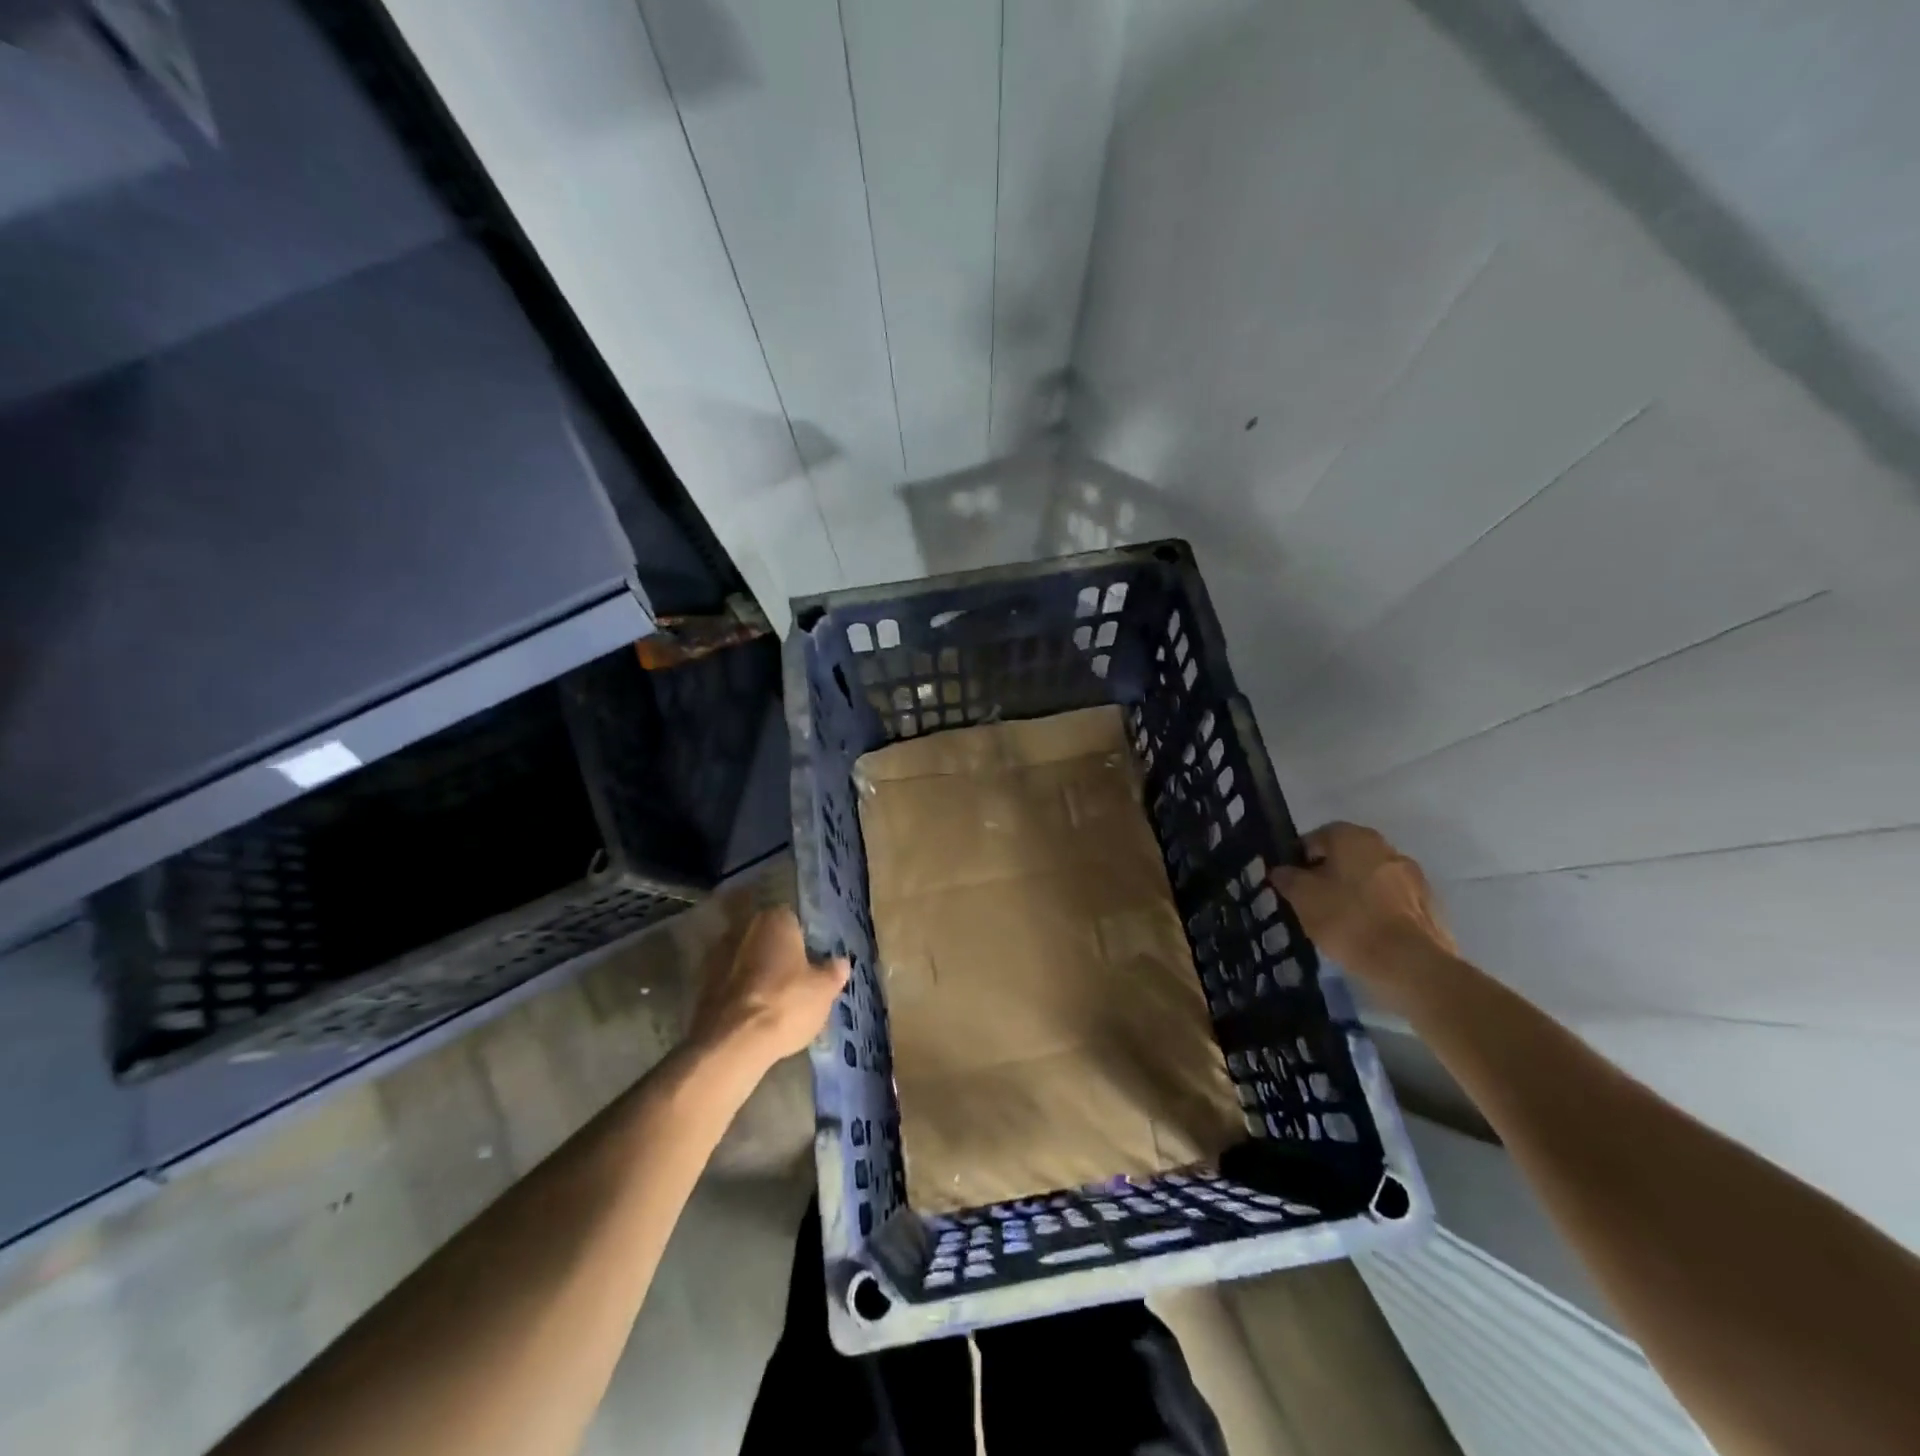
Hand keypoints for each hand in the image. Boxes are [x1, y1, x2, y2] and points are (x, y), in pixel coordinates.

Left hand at [689, 906, 848, 1070]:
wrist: (733, 1042)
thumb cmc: (787, 1003)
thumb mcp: (824, 990)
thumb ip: (833, 971)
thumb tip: (841, 962)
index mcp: (775, 920)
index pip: (792, 918)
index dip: (802, 938)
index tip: (810, 958)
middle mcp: (744, 928)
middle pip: (765, 937)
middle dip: (776, 952)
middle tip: (793, 976)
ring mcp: (717, 955)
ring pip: (744, 958)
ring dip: (754, 971)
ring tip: (771, 998)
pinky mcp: (701, 984)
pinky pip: (727, 981)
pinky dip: (738, 991)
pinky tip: (751, 1012)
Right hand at [1272, 823, 1456, 1006]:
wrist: (1411, 964)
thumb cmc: (1348, 920)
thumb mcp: (1302, 898)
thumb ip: (1287, 878)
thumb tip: (1281, 870)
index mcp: (1353, 837)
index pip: (1315, 838)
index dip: (1298, 859)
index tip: (1290, 884)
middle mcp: (1385, 847)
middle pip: (1346, 856)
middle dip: (1328, 874)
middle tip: (1312, 902)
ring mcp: (1412, 875)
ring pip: (1370, 878)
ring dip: (1354, 891)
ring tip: (1339, 921)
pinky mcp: (1429, 904)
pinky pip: (1391, 899)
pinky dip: (1376, 909)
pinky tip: (1366, 933)